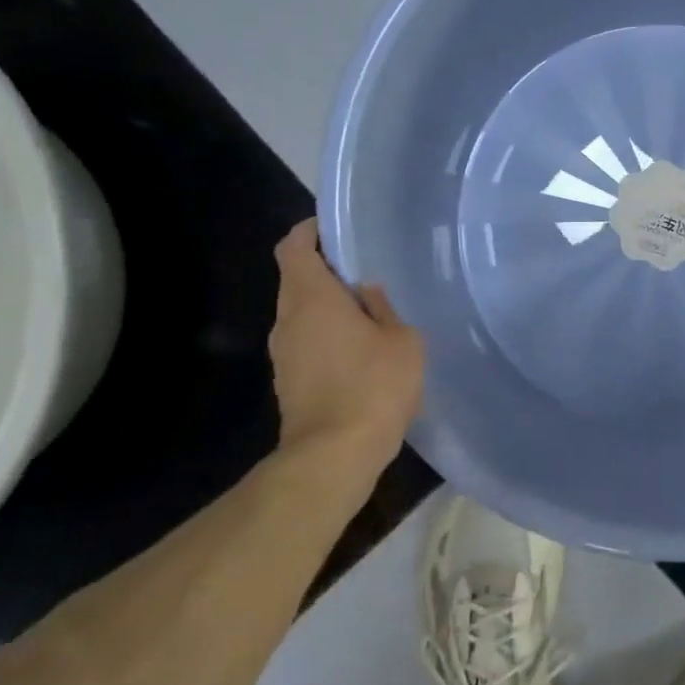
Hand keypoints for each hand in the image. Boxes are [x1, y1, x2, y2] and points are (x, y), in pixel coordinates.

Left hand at [269, 220, 422, 468]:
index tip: (335, 229)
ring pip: (301, 313)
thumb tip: (368, 290)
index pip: (293, 247)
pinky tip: (360, 350)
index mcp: (311, 297)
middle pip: (296, 279)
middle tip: (365, 271)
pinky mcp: (288, 381)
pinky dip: (326, 336)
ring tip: (368, 311)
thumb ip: (384, 307)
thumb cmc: (373, 385)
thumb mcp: (401, 339)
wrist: (335, 454)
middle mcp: (288, 319)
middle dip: (325, 270)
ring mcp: (283, 353)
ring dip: (326, 306)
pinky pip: (305, 342)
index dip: (309, 232)